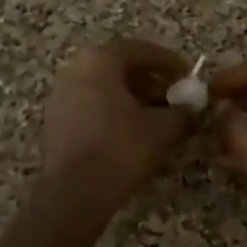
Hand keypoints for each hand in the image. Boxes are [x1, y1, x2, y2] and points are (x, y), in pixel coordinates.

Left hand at [38, 39, 195, 220]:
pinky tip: (131, 135)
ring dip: (132, 99)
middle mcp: (74, 70)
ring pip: (104, 89)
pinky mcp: (54, 124)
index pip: (139, 50)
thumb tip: (193, 110)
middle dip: (150, 81)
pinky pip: (90, 107)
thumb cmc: (120, 149)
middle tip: (173, 97)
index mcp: (99, 61)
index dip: (168, 62)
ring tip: (156, 118)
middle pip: (119, 68)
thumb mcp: (162, 129)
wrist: (73, 196)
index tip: (187, 75)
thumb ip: (183, 113)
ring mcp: (59, 97)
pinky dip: (113, 113)